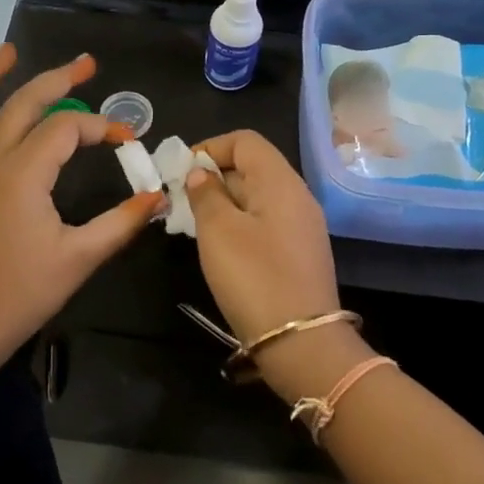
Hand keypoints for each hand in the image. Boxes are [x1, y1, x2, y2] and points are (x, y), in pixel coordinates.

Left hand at [0, 45, 162, 363]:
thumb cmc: (21, 295)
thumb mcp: (80, 258)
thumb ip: (121, 222)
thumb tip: (158, 196)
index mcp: (22, 174)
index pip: (66, 129)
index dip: (100, 127)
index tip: (127, 141)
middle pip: (21, 104)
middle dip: (57, 79)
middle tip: (85, 63)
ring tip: (7, 53)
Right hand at [182, 130, 342, 344]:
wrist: (301, 343)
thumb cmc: (254, 277)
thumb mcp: (218, 231)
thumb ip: (206, 194)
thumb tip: (201, 173)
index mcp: (280, 181)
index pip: (245, 140)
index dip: (210, 147)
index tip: (181, 172)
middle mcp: (297, 195)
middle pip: (252, 166)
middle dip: (214, 177)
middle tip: (181, 202)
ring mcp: (302, 226)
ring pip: (257, 197)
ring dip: (224, 203)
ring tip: (194, 225)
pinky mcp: (300, 253)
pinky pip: (265, 222)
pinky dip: (239, 223)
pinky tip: (220, 248)